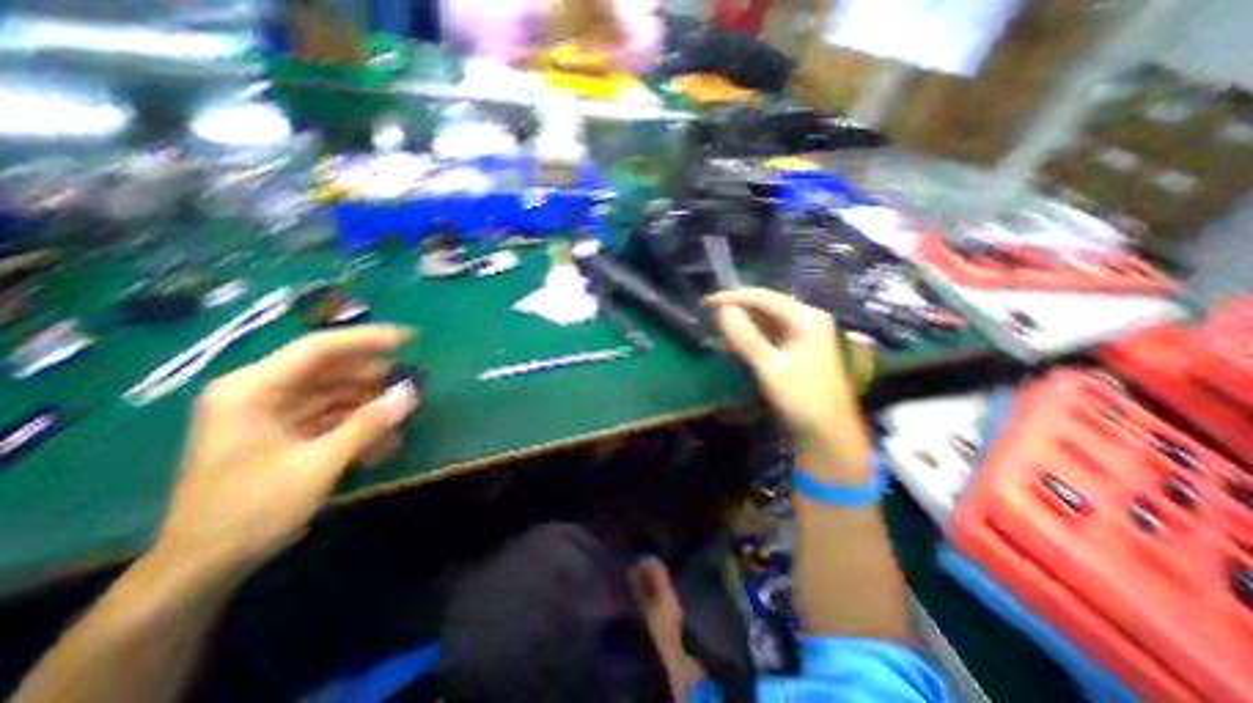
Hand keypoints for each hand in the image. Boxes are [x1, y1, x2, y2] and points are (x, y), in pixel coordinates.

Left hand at [154, 324, 417, 576]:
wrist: (201, 569)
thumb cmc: (251, 511)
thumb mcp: (319, 464)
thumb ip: (369, 423)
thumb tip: (411, 393)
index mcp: (253, 389)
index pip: (319, 348)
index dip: (368, 339)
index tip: (410, 339)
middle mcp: (260, 393)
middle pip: (330, 370)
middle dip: (375, 377)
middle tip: (414, 381)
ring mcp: (271, 413)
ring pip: (335, 394)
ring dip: (371, 405)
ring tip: (405, 416)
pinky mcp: (283, 433)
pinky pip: (330, 417)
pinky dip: (358, 425)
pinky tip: (385, 442)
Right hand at [702, 288, 874, 480]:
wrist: (828, 435)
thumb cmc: (802, 399)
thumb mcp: (770, 367)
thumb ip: (745, 337)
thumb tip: (722, 310)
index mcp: (807, 318)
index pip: (764, 297)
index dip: (733, 297)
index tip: (706, 303)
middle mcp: (807, 320)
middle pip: (766, 305)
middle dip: (737, 307)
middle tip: (708, 311)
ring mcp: (803, 335)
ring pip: (766, 320)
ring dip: (741, 321)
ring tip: (714, 324)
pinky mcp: (796, 350)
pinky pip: (768, 335)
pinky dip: (749, 336)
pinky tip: (731, 340)